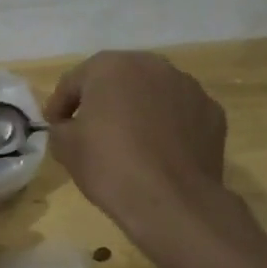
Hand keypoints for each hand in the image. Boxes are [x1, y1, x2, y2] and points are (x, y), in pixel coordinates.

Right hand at [47, 51, 254, 256]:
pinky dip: (168, 126)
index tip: (55, 125)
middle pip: (117, 80)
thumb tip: (69, 127)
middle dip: (102, 100)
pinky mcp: (212, 113)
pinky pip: (179, 114)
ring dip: (138, 109)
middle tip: (91, 128)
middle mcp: (152, 65)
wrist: (172, 202)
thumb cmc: (110, 165)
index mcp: (110, 66)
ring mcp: (188, 87)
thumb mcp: (65, 147)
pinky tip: (161, 152)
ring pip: (152, 93)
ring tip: (130, 141)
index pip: (74, 81)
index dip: (60, 105)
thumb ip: (60, 127)